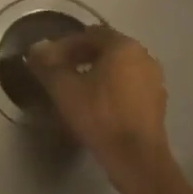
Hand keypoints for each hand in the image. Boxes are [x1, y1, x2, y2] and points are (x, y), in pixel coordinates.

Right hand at [25, 26, 173, 191]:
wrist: (137, 159)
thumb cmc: (100, 116)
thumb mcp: (64, 89)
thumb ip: (47, 65)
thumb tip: (35, 48)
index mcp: (124, 46)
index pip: (89, 34)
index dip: (64, 45)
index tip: (48, 61)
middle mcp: (143, 56)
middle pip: (105, 49)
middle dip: (79, 58)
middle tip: (59, 74)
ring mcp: (154, 79)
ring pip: (117, 68)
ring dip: (95, 73)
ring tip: (74, 90)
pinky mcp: (157, 102)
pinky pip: (128, 85)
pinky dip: (110, 88)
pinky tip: (96, 105)